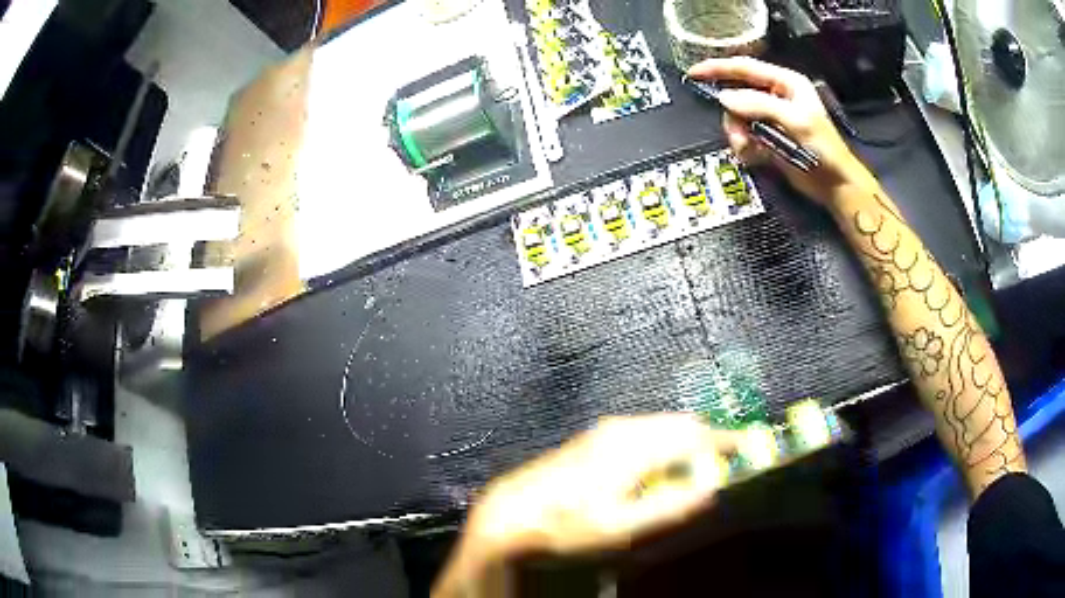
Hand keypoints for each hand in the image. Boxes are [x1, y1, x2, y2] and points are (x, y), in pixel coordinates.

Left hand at [433, 415, 736, 596]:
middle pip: (679, 424)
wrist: (511, 513)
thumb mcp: (620, 527)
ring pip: (661, 424)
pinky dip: (664, 440)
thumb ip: (668, 507)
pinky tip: (659, 462)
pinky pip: (643, 428)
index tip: (748, 447)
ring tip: (696, 465)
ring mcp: (605, 430)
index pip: (694, 436)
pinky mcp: (594, 436)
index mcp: (634, 447)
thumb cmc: (566, 525)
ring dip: (685, 439)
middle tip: (723, 460)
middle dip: (707, 438)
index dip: (725, 441)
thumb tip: (709, 489)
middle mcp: (622, 429)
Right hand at [687, 57, 876, 205]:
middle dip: (733, 115)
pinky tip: (755, 156)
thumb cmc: (823, 149)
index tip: (693, 73)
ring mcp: (770, 117)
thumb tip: (724, 98)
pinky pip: (743, 135)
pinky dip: (744, 146)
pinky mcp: (767, 137)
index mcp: (785, 83)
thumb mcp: (795, 121)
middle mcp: (775, 96)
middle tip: (738, 135)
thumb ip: (759, 105)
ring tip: (748, 149)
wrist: (834, 185)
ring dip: (738, 134)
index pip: (745, 68)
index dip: (718, 68)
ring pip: (737, 117)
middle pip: (737, 94)